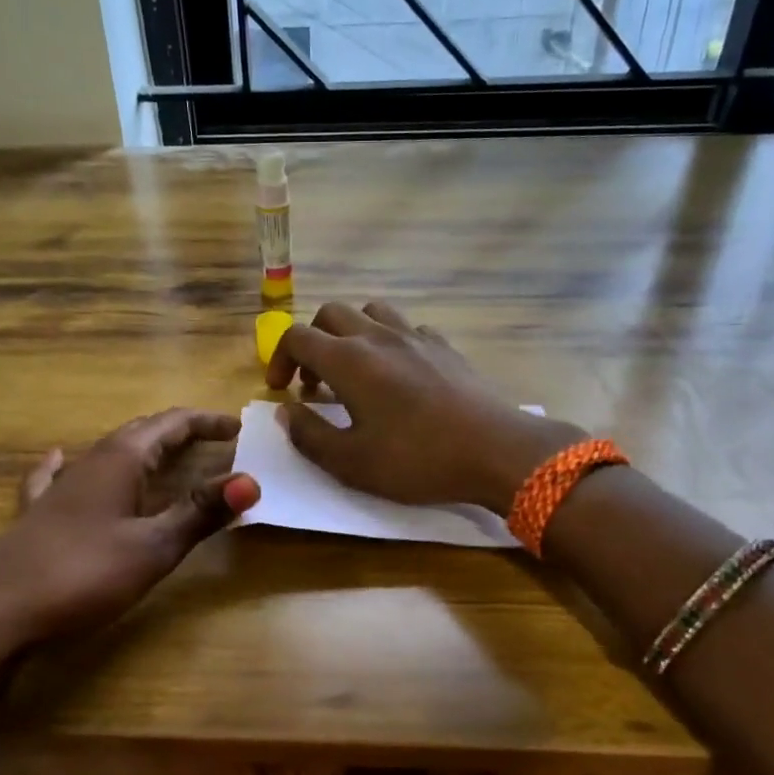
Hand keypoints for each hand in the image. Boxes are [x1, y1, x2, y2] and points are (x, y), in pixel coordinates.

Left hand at [0, 409, 259, 677]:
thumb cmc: (82, 576)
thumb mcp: (152, 548)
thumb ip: (200, 513)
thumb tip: (251, 481)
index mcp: (120, 461)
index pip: (171, 424)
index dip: (206, 423)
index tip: (238, 429)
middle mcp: (88, 463)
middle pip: (140, 433)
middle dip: (178, 432)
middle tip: (213, 441)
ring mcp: (58, 488)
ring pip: (107, 453)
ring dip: (142, 449)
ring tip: (165, 455)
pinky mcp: (37, 516)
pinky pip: (59, 476)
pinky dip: (74, 464)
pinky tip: (60, 459)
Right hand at [265, 301, 583, 513]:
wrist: (495, 450)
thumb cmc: (417, 460)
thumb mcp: (351, 462)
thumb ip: (309, 435)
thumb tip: (286, 411)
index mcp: (349, 360)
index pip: (297, 337)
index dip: (278, 359)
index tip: (281, 391)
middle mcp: (378, 336)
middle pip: (330, 313)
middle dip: (312, 343)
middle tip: (314, 383)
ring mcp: (416, 336)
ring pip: (371, 312)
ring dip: (351, 333)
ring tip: (354, 370)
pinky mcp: (445, 346)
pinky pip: (407, 328)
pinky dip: (390, 342)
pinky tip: (399, 375)